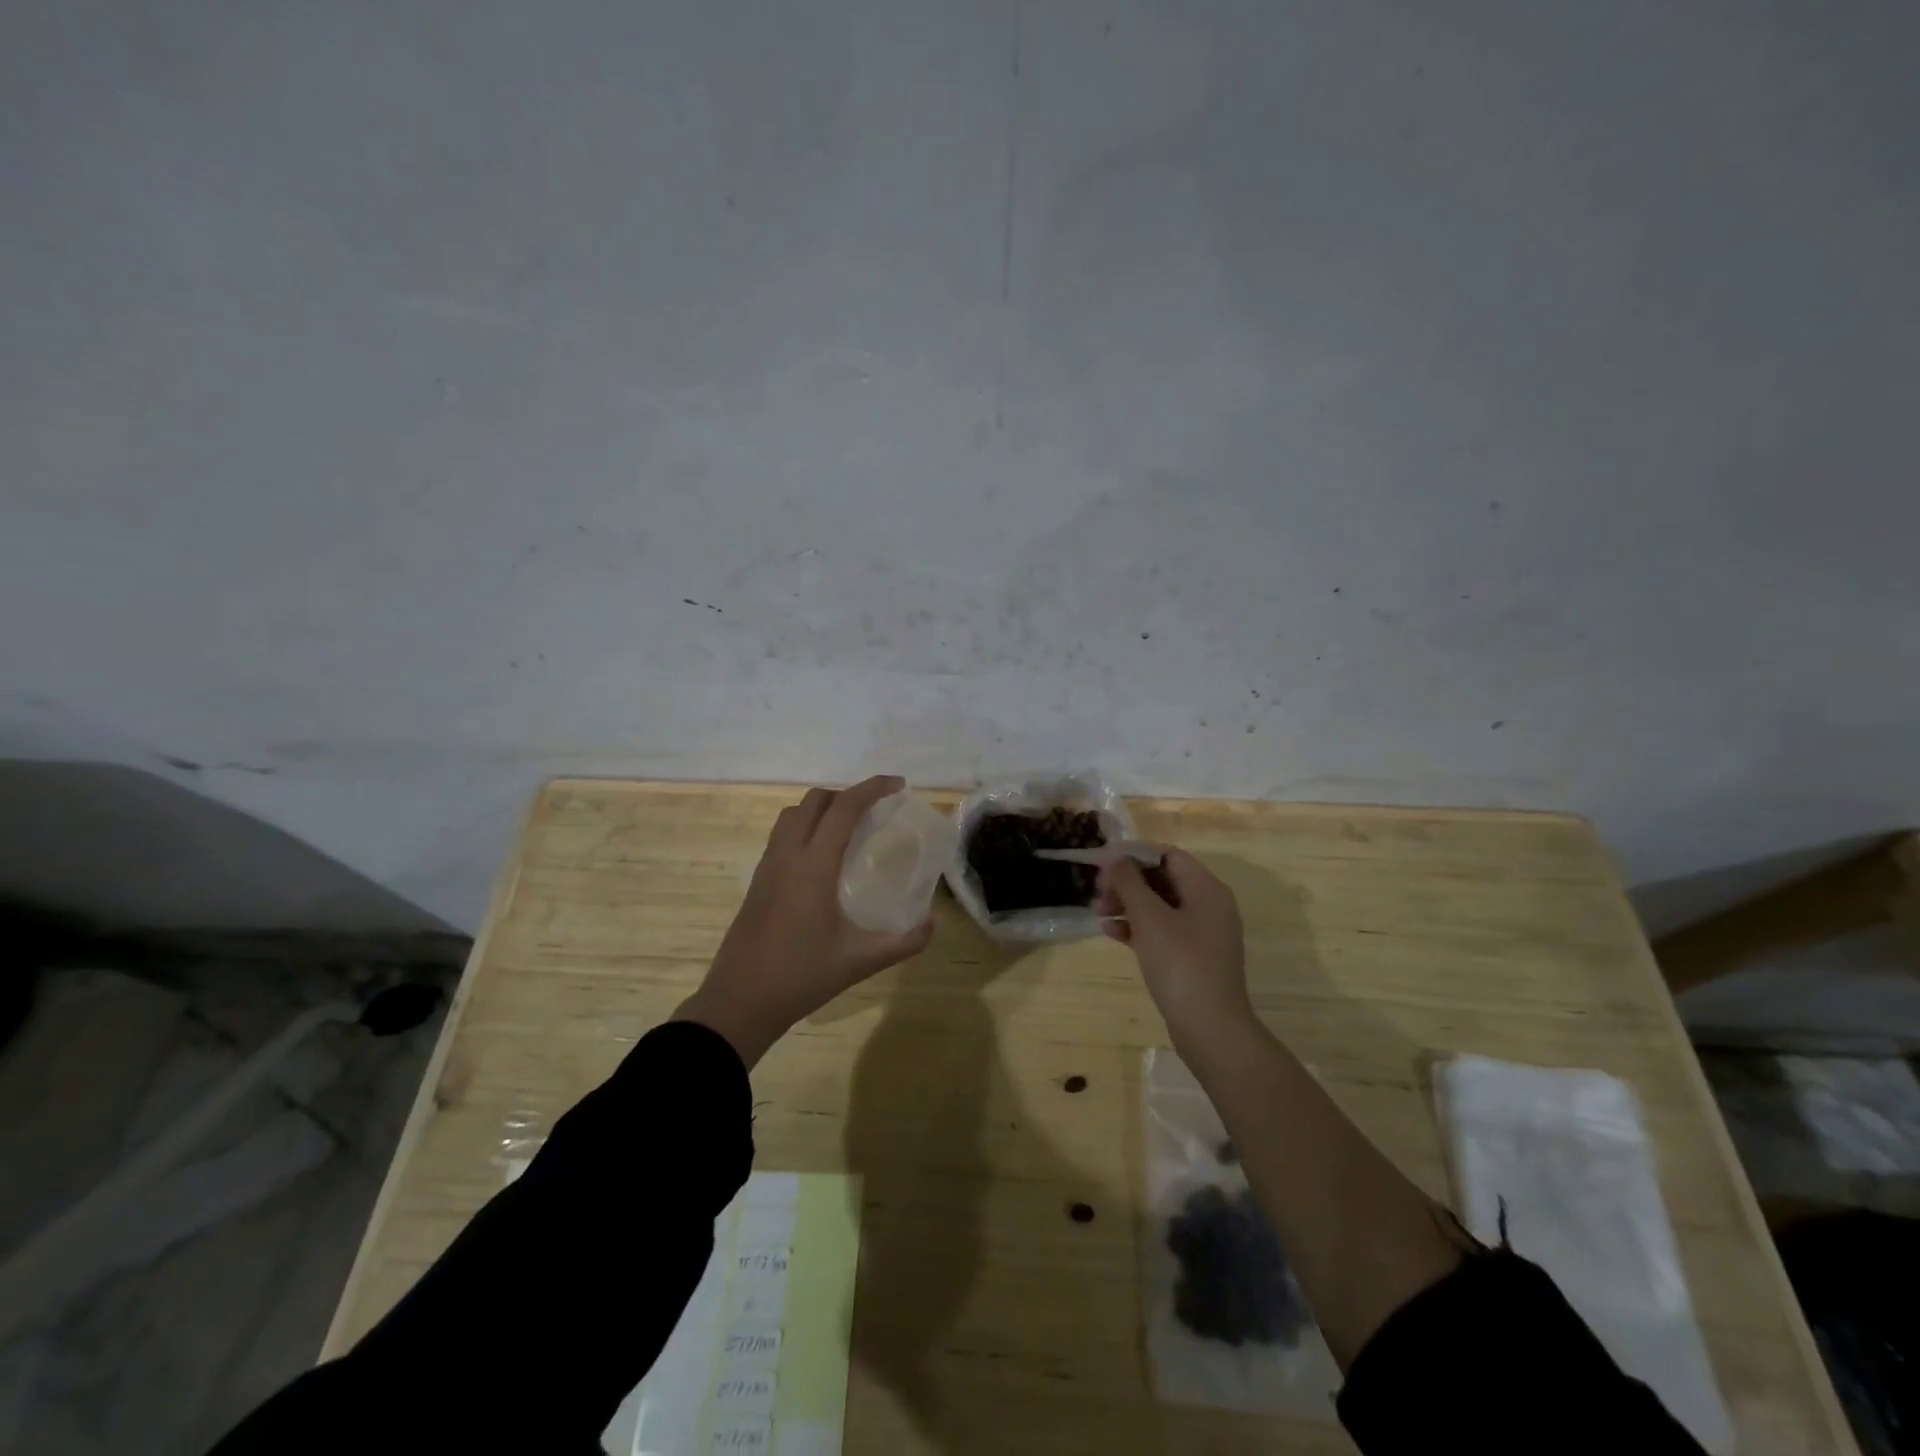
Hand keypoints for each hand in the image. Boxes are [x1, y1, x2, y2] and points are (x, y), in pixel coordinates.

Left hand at [675, 776, 934, 1066]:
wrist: (739, 1001)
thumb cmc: (801, 977)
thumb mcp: (860, 961)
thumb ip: (903, 942)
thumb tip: (932, 924)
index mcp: (813, 866)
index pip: (844, 808)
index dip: (873, 789)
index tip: (898, 785)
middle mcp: (787, 855)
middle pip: (815, 801)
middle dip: (847, 794)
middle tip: (875, 811)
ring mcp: (767, 866)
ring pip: (793, 814)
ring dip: (822, 809)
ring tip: (848, 828)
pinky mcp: (757, 880)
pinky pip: (782, 835)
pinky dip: (805, 827)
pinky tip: (821, 858)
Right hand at [1097, 849, 1252, 1043]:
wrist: (1210, 1029)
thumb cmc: (1180, 964)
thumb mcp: (1149, 918)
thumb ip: (1129, 882)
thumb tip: (1115, 858)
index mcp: (1206, 889)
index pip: (1167, 855)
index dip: (1134, 854)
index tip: (1103, 863)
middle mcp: (1209, 905)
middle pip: (1163, 879)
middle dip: (1128, 882)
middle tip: (1098, 893)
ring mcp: (1202, 934)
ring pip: (1159, 906)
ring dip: (1128, 905)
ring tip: (1100, 914)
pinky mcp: (1193, 957)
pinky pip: (1162, 931)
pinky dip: (1138, 928)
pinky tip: (1112, 934)